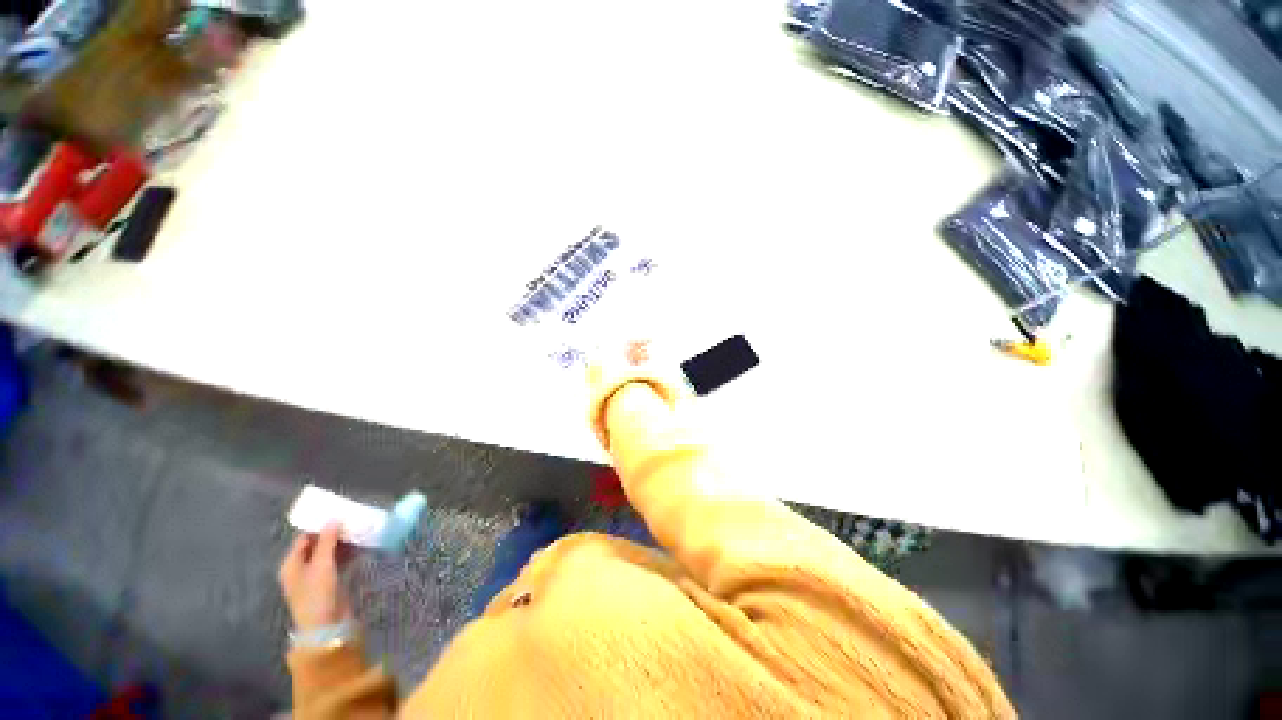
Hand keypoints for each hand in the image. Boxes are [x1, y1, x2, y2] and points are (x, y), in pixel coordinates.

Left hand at [279, 524, 353, 631]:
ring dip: (344, 542)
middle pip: (318, 544)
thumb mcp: (322, 565)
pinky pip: (339, 561)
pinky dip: (349, 553)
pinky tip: (362, 545)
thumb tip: (333, 519)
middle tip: (353, 520)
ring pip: (331, 552)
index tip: (337, 513)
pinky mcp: (331, 581)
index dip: (319, 525)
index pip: (305, 538)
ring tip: (360, 530)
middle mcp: (302, 568)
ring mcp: (317, 575)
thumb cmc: (317, 594)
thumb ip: (327, 541)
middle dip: (335, 533)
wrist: (326, 626)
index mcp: (292, 563)